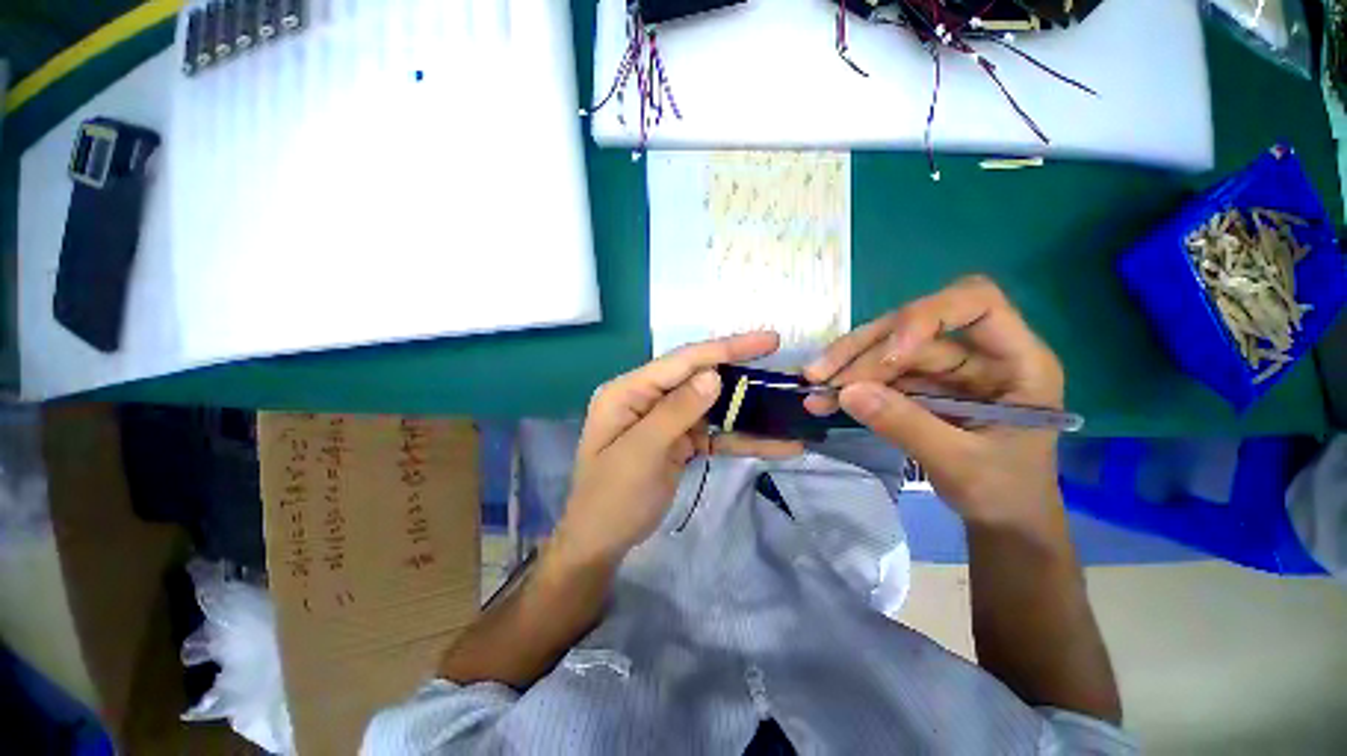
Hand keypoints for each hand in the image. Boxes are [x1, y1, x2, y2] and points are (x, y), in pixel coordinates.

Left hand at [556, 332, 802, 564]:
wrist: (601, 543)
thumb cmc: (611, 498)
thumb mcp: (641, 453)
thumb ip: (676, 411)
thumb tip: (714, 374)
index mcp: (628, 391)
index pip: (681, 361)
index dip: (725, 348)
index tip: (768, 340)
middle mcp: (647, 398)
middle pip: (699, 378)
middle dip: (740, 372)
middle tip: (780, 364)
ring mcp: (665, 419)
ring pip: (712, 406)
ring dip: (746, 409)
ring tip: (784, 405)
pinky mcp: (679, 441)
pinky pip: (713, 433)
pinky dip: (741, 438)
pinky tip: (774, 443)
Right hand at [804, 276, 1064, 531]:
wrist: (1002, 521)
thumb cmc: (1005, 494)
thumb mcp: (960, 465)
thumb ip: (906, 426)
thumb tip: (847, 392)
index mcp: (1016, 361)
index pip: (975, 303)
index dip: (925, 316)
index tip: (887, 355)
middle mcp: (977, 355)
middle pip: (914, 327)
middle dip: (864, 350)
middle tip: (821, 376)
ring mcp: (945, 370)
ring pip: (888, 349)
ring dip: (847, 367)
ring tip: (813, 388)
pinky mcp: (920, 386)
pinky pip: (878, 375)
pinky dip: (848, 386)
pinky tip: (823, 400)